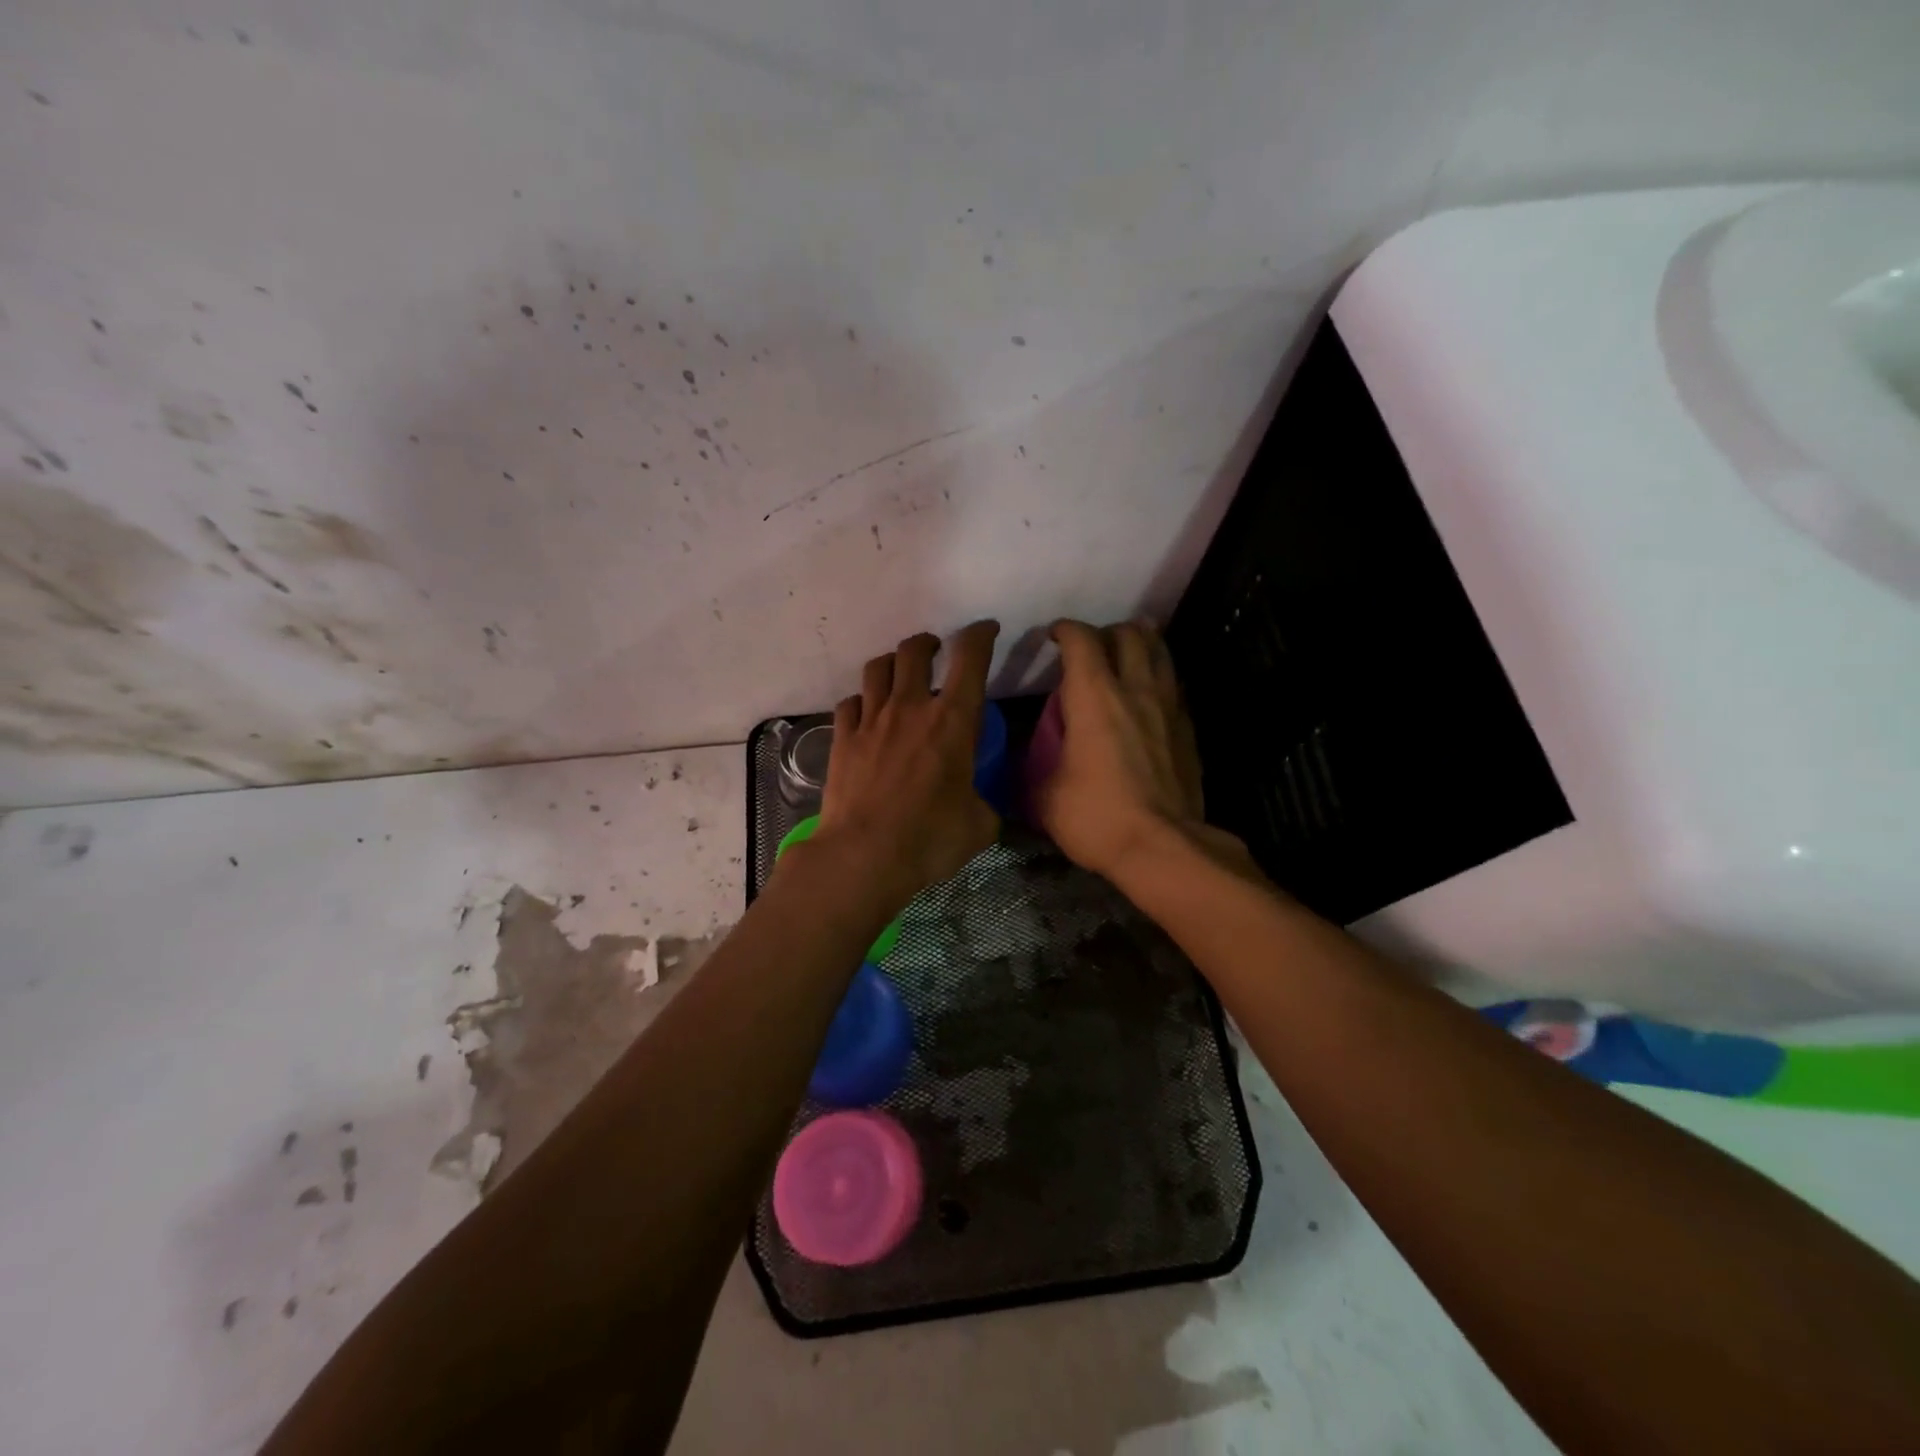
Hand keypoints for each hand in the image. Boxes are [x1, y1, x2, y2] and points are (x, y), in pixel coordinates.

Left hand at [804, 621, 1002, 907]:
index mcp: (951, 720)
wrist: (863, 856)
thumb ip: (984, 804)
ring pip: (877, 667)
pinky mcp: (842, 738)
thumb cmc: (929, 838)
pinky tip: (866, 714)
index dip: (980, 635)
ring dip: (892, 663)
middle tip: (936, 651)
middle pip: (914, 650)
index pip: (970, 658)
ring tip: (898, 674)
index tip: (986, 630)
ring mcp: (871, 720)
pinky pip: (850, 703)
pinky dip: (862, 702)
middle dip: (929, 643)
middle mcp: (909, 708)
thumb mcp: (979, 825)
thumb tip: (982, 805)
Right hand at [1037, 620, 1248, 885]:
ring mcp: (1168, 706)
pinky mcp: (1188, 728)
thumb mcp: (1045, 795)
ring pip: (1160, 651)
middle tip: (1091, 648)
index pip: (1081, 640)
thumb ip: (1033, 765)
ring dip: (1141, 644)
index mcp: (1094, 697)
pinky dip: (1158, 677)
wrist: (1163, 847)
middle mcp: (1135, 690)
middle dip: (1106, 632)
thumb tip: (1023, 760)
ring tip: (1125, 653)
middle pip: (1128, 634)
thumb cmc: (1097, 817)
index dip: (1064, 630)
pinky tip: (1148, 695)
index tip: (1052, 637)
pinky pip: (1173, 684)